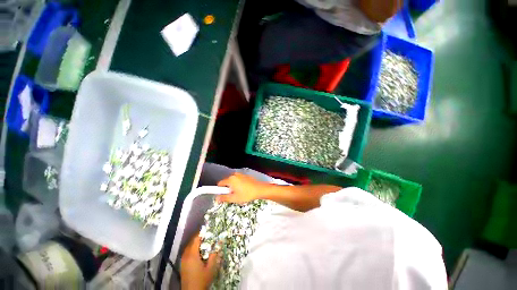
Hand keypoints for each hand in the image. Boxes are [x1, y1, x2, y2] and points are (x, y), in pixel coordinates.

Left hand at [181, 233, 220, 289]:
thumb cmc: (202, 279)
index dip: (201, 234)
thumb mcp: (211, 268)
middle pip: (191, 243)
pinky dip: (192, 250)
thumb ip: (214, 254)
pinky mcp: (182, 266)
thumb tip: (220, 242)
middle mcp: (186, 256)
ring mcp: (183, 261)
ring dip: (195, 244)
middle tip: (207, 236)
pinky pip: (186, 253)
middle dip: (198, 238)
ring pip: (188, 248)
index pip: (196, 240)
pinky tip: (198, 253)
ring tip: (203, 243)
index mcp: (192, 255)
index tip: (208, 230)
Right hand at [216, 173, 269, 203]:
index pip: (220, 184)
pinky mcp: (245, 176)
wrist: (259, 190)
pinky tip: (244, 190)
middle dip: (227, 189)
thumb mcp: (234, 198)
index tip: (221, 195)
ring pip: (232, 181)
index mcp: (231, 179)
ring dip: (233, 187)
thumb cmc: (247, 194)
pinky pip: (238, 180)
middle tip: (233, 196)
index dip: (219, 190)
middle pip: (226, 182)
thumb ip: (224, 198)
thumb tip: (216, 199)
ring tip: (239, 193)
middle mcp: (235, 175)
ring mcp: (240, 174)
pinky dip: (238, 184)